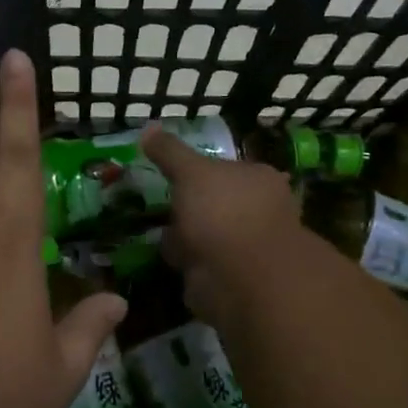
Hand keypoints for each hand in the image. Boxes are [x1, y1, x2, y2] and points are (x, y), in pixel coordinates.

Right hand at [140, 126, 304, 326]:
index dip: (198, 171)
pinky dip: (186, 262)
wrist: (241, 279)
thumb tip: (149, 128)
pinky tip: (166, 258)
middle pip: (216, 203)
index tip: (172, 173)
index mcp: (258, 179)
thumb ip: (170, 151)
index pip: (226, 168)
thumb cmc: (224, 213)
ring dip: (184, 237)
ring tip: (156, 231)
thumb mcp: (192, 172)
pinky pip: (201, 265)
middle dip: (190, 207)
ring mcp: (246, 248)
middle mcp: (258, 212)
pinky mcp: (231, 279)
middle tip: (158, 204)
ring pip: (207, 235)